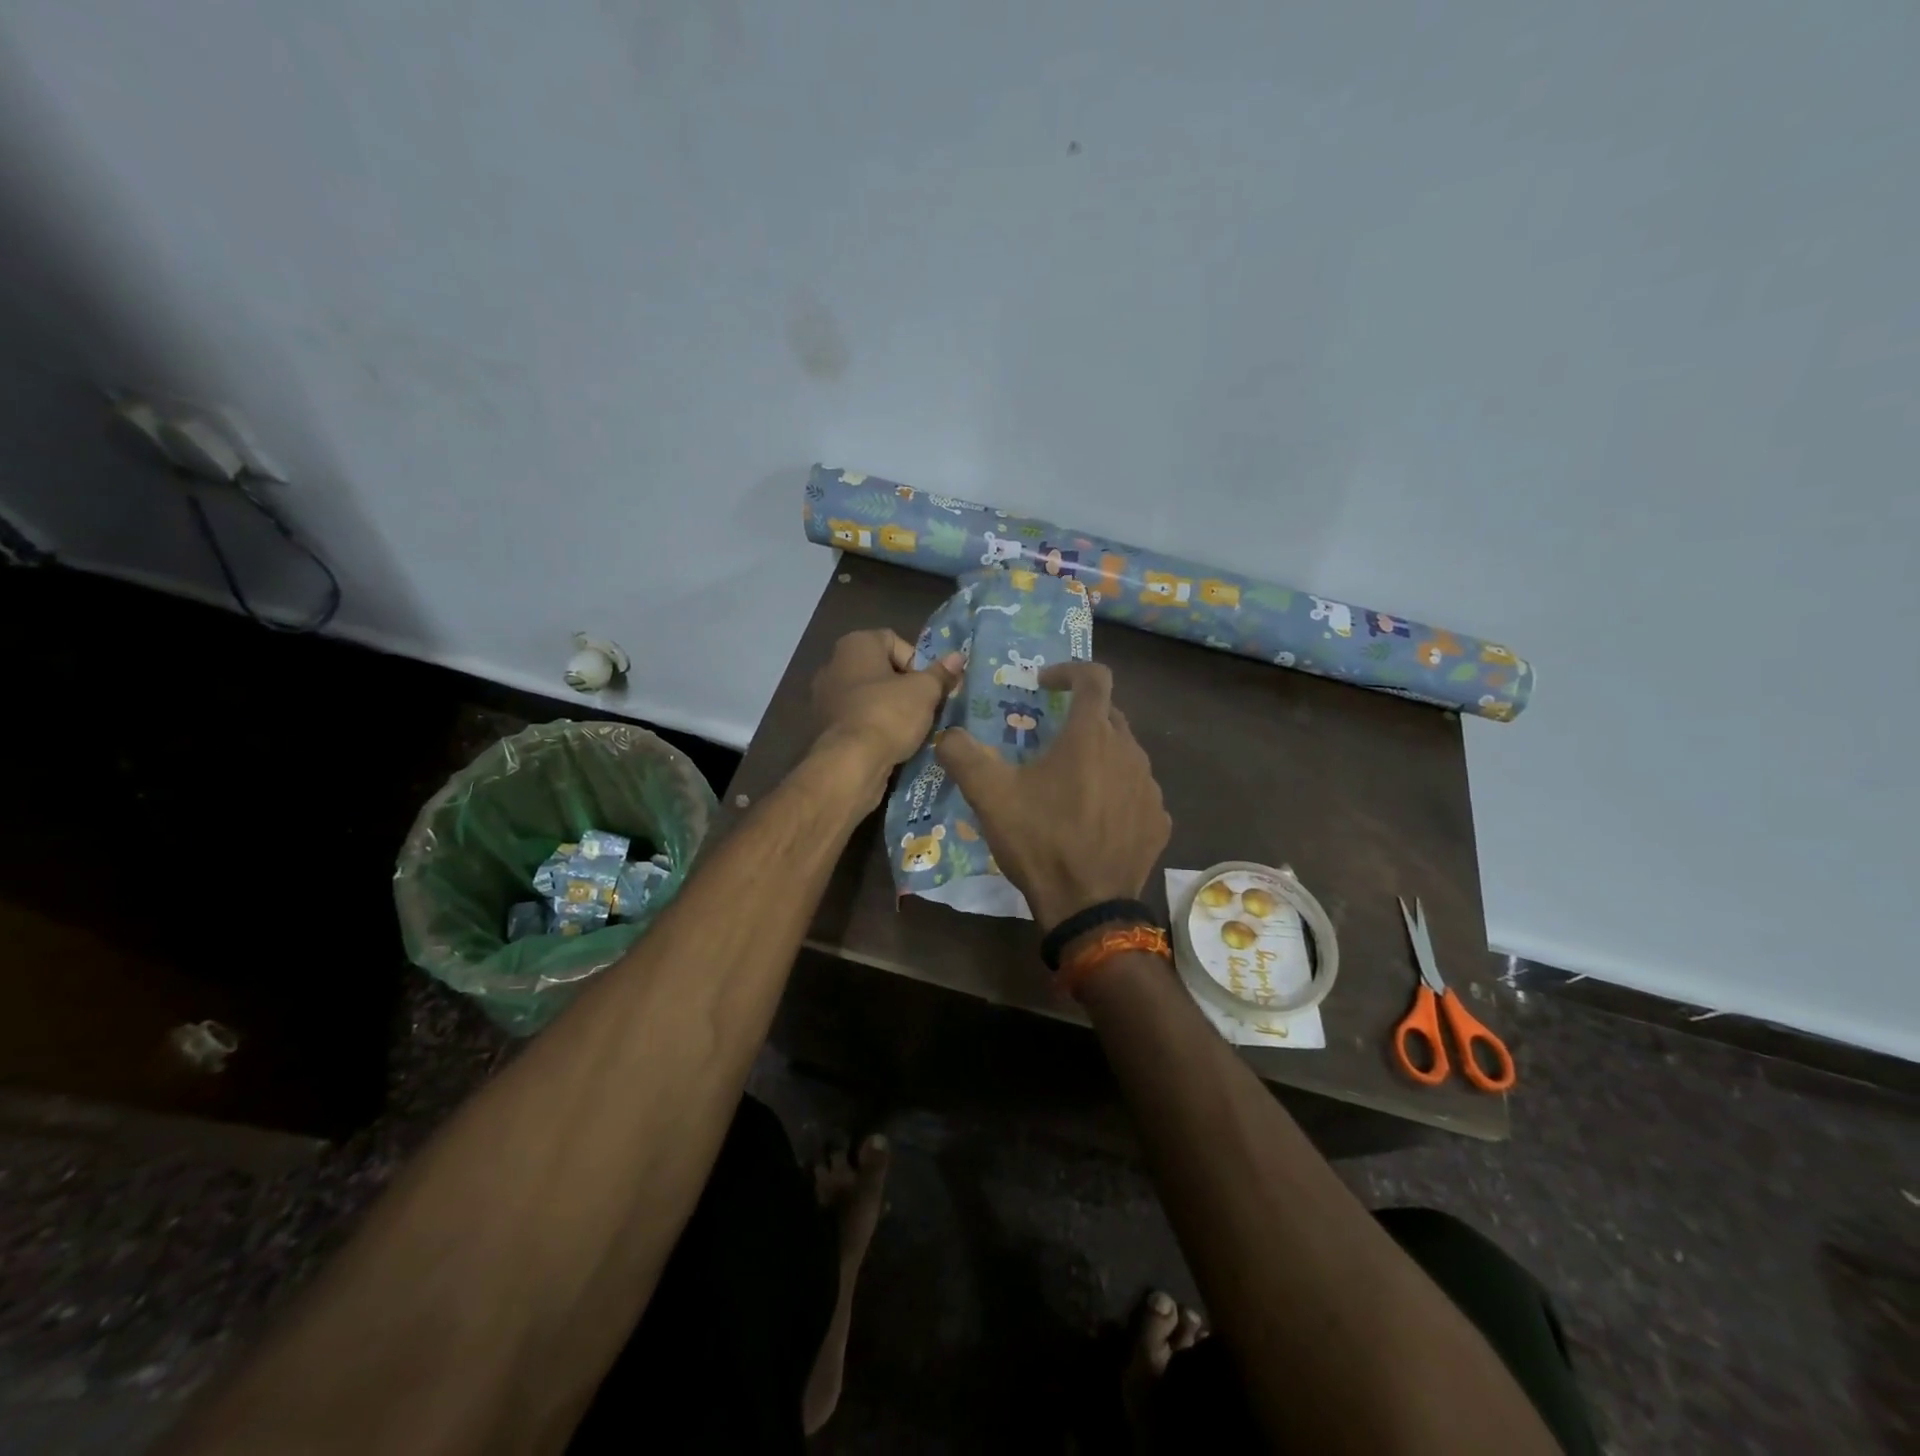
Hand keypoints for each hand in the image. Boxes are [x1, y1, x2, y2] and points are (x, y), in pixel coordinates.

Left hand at [810, 629, 962, 779]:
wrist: (851, 763)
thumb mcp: (925, 692)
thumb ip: (941, 673)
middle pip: (880, 669)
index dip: (916, 661)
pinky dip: (873, 725)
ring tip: (910, 727)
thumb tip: (957, 657)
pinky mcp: (823, 726)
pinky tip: (890, 742)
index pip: (893, 641)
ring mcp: (824, 697)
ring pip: (868, 695)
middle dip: (904, 686)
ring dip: (889, 708)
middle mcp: (833, 664)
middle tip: (924, 706)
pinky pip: (856, 718)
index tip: (929, 685)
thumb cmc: (889, 714)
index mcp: (854, 645)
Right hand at [935, 662, 1170, 929]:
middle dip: (1079, 717)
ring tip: (1070, 783)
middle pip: (1108, 715)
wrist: (1088, 908)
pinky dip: (1116, 791)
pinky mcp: (1159, 820)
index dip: (1068, 670)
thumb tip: (947, 734)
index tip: (1044, 684)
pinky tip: (1095, 817)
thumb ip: (962, 755)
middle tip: (1048, 740)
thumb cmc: (1040, 841)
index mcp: (1091, 736)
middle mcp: (1129, 752)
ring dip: (1099, 756)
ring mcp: (1150, 788)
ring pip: (1125, 754)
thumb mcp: (990, 796)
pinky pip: (1137, 791)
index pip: (1093, 677)